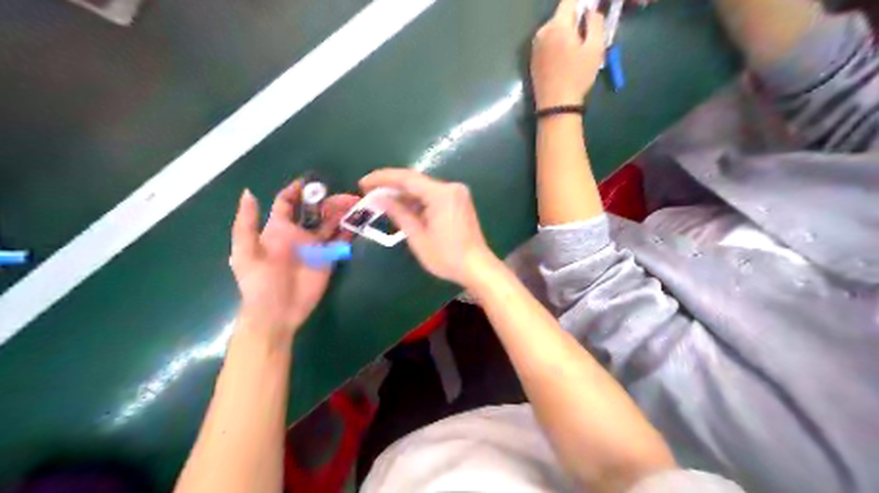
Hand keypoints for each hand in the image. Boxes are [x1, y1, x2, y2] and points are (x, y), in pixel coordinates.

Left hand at [232, 181, 362, 337]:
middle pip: (315, 211)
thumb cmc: (259, 282)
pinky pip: (341, 241)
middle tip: (346, 196)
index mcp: (278, 229)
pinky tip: (358, 223)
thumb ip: (246, 223)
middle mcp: (299, 234)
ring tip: (356, 204)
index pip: (287, 204)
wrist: (277, 312)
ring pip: (331, 223)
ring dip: (342, 213)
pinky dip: (350, 231)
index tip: (311, 182)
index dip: (297, 191)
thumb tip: (248, 192)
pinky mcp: (330, 259)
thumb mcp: (245, 252)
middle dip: (329, 201)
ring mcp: (316, 247)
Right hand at [357, 167, 492, 286]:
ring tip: (380, 200)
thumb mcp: (418, 237)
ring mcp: (457, 194)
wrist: (477, 267)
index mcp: (441, 194)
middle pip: (415, 181)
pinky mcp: (459, 201)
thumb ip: (398, 213)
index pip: (406, 178)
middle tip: (368, 191)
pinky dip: (416, 200)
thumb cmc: (446, 256)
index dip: (382, 178)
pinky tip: (402, 207)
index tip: (363, 182)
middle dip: (391, 186)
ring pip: (423, 188)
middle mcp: (451, 188)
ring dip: (403, 194)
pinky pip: (432, 195)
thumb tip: (378, 199)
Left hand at [532, 0, 608, 110]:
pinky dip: (557, 44)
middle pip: (561, 15)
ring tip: (577, 49)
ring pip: (554, 29)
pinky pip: (547, 43)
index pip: (570, 0)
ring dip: (566, 32)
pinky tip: (565, 59)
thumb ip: (595, 22)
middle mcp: (542, 31)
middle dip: (575, 19)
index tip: (591, 11)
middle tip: (588, 33)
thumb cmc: (577, 76)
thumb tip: (590, 10)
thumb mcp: (595, 48)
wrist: (556, 105)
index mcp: (557, 25)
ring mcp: (535, 46)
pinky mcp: (533, 59)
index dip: (583, 2)